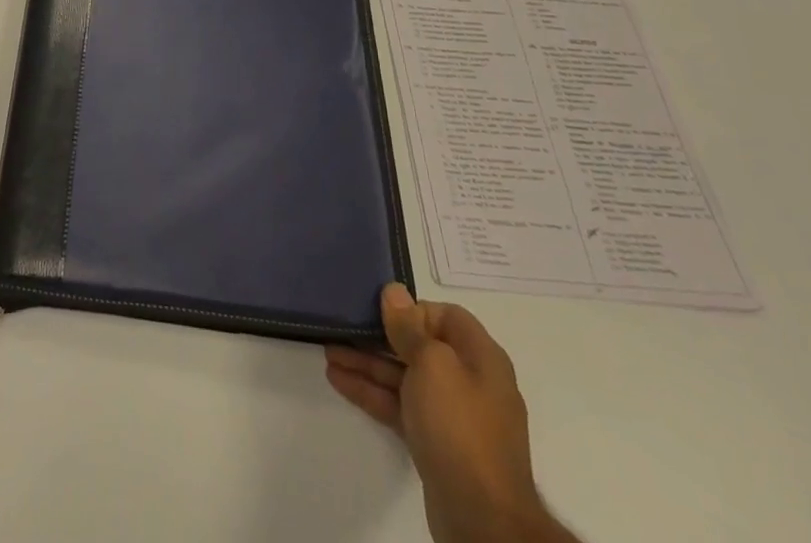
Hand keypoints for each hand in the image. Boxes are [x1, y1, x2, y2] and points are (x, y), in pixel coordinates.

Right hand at [326, 284, 570, 542]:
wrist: (481, 518)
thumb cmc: (458, 425)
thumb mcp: (432, 364)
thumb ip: (409, 327)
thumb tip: (395, 292)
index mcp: (480, 357)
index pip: (446, 316)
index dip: (413, 310)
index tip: (381, 313)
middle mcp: (469, 381)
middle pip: (419, 346)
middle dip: (379, 337)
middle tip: (342, 327)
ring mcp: (452, 415)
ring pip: (404, 376)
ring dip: (367, 364)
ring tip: (328, 353)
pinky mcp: (435, 442)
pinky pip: (399, 405)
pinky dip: (372, 392)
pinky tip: (339, 381)